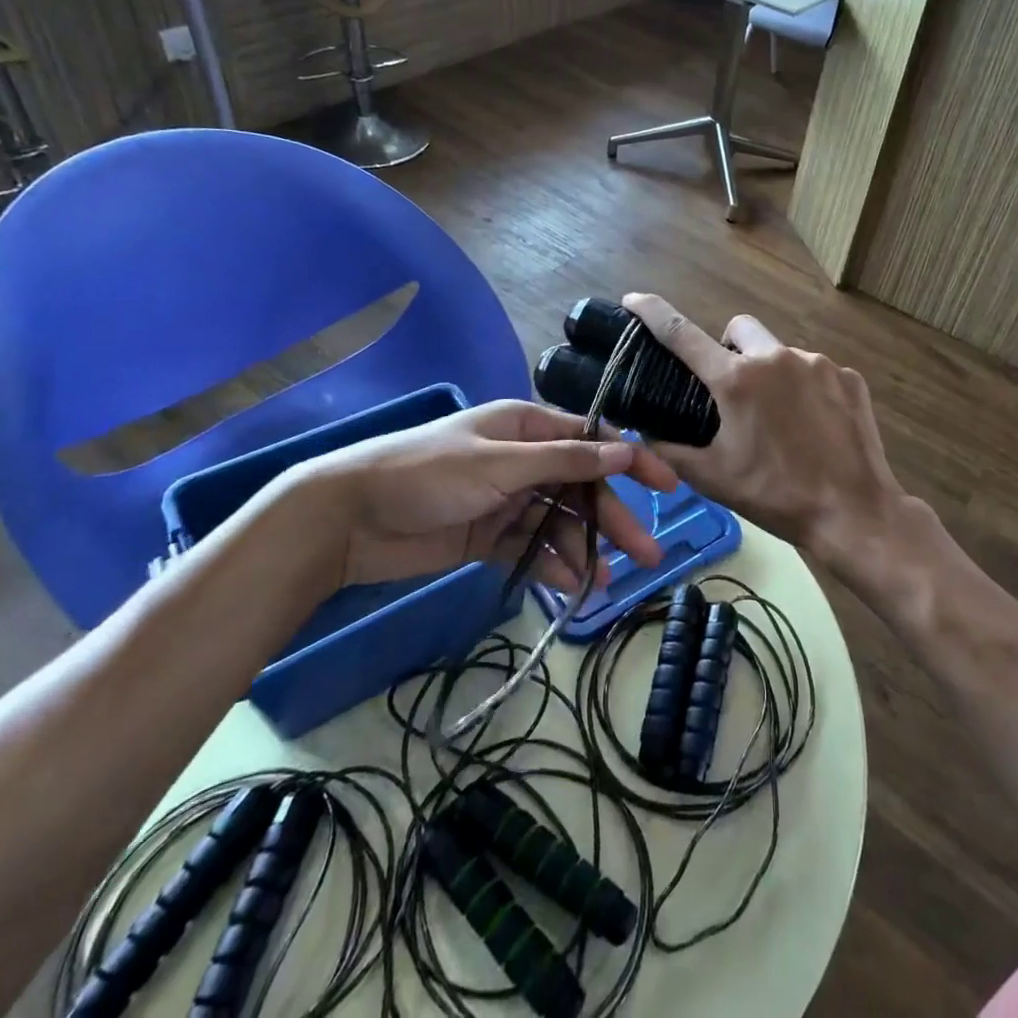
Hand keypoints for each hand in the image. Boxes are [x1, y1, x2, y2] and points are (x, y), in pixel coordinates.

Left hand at [249, 401, 674, 596]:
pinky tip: (575, 589)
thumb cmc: (428, 474)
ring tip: (609, 582)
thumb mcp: (501, 463)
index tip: (669, 485)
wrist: (349, 518)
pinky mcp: (489, 536)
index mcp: (527, 428)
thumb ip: (566, 460)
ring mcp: (507, 500)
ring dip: (585, 550)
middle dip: (613, 518)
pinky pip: (533, 550)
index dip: (632, 460)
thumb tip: (627, 447)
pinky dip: (553, 567)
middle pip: (581, 487)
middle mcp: (523, 460)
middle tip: (649, 554)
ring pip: (560, 524)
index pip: (593, 441)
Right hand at [622, 294, 918, 579]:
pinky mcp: (849, 378)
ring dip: (769, 374)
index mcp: (737, 380)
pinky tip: (813, 427)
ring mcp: (819, 364)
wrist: (854, 512)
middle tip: (730, 391)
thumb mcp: (712, 478)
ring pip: (780, 353)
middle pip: (739, 329)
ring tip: (779, 420)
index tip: (633, 299)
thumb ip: (670, 450)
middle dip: (727, 347)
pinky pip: (815, 372)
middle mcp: (776, 357)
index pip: (682, 333)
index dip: (653, 312)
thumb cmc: (775, 495)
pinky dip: (805, 390)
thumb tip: (646, 432)